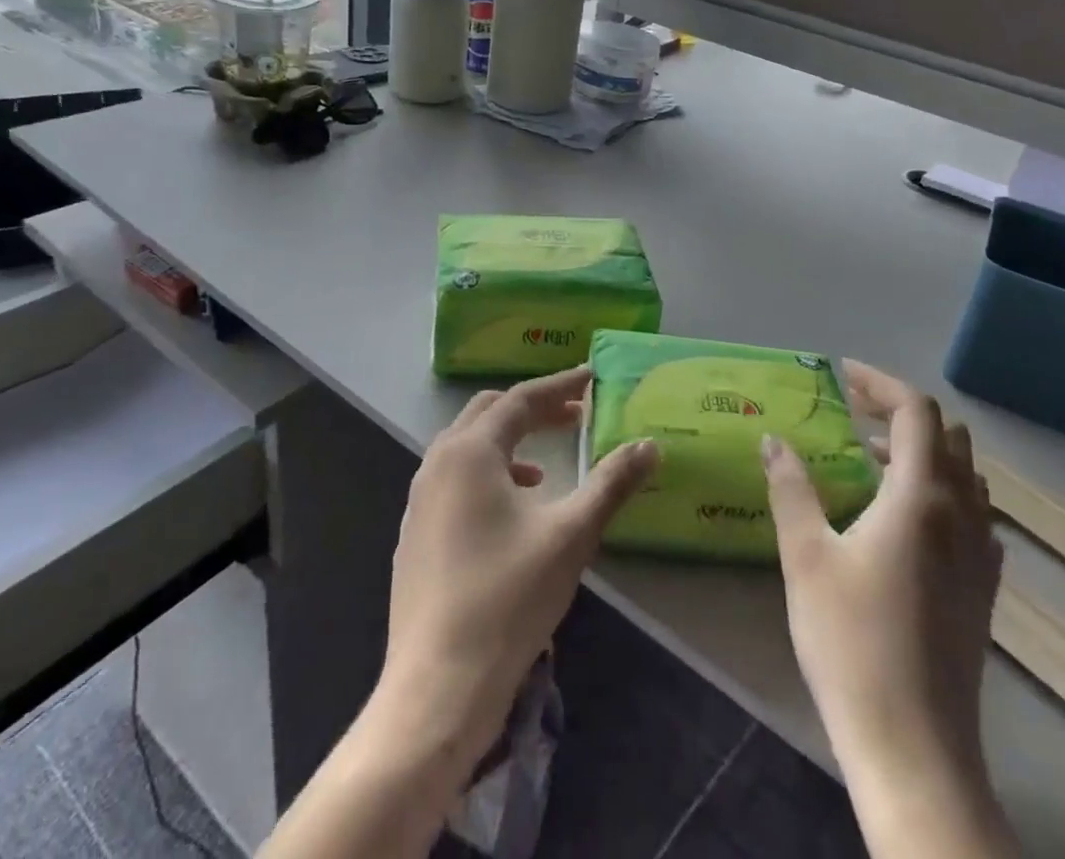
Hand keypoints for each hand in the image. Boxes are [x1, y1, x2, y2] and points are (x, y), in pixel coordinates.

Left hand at [379, 367, 658, 770]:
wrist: (437, 687)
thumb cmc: (508, 598)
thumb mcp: (570, 535)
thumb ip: (611, 483)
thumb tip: (649, 445)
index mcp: (471, 451)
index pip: (521, 399)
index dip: (560, 386)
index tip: (592, 377)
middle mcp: (438, 463)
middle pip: (489, 413)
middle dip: (533, 409)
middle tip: (575, 416)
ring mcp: (419, 500)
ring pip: (467, 447)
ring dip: (509, 441)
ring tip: (546, 465)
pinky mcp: (414, 534)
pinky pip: (454, 480)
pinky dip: (487, 474)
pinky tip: (511, 511)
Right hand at [763, 360, 1001, 785]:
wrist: (914, 748)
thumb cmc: (852, 641)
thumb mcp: (806, 555)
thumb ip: (790, 487)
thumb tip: (773, 439)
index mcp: (921, 497)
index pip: (915, 412)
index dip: (880, 383)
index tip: (841, 375)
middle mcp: (962, 515)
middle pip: (947, 436)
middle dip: (900, 412)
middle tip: (852, 413)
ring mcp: (980, 555)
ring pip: (964, 475)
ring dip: (922, 451)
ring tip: (871, 459)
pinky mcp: (983, 590)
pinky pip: (972, 514)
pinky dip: (940, 491)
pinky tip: (903, 518)